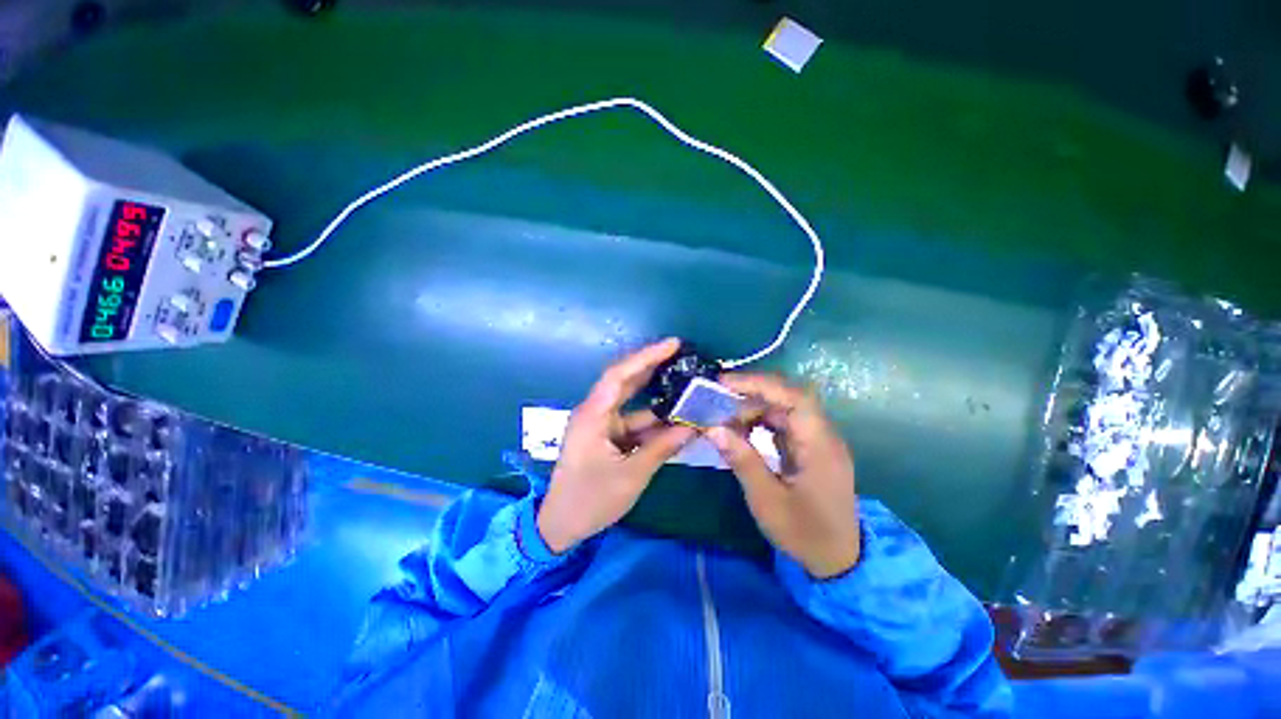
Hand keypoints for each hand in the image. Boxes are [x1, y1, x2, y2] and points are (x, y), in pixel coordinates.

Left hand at [538, 339, 697, 553]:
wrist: (561, 525)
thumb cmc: (591, 500)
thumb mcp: (631, 475)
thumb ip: (663, 447)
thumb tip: (694, 426)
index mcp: (593, 415)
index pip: (619, 375)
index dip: (646, 357)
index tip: (672, 344)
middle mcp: (595, 412)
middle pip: (624, 380)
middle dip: (652, 365)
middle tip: (681, 353)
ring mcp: (601, 423)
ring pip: (632, 400)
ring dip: (656, 393)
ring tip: (684, 380)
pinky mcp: (607, 435)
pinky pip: (633, 419)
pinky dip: (653, 418)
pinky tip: (675, 415)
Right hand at [706, 373, 859, 578]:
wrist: (839, 560)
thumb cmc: (805, 534)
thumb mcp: (768, 500)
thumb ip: (742, 460)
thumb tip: (712, 428)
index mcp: (819, 445)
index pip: (794, 397)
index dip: (759, 384)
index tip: (724, 383)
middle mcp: (821, 435)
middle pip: (786, 398)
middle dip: (749, 395)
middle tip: (716, 402)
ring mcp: (815, 441)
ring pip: (782, 409)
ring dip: (751, 409)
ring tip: (723, 418)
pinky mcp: (808, 448)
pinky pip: (782, 424)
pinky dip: (759, 423)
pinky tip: (740, 432)